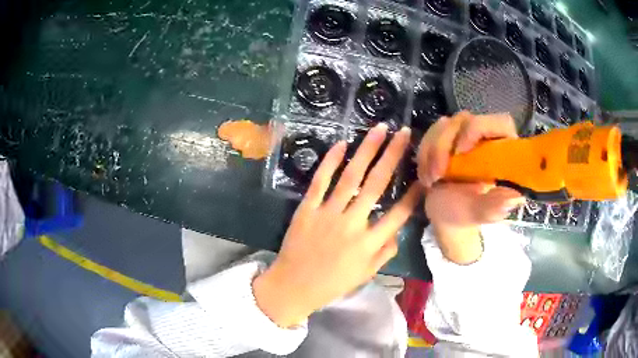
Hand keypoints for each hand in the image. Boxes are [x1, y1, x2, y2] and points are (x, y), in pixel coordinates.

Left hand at [253, 124, 421, 327]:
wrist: (294, 286)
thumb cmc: (332, 283)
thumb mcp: (366, 275)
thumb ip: (385, 253)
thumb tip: (397, 233)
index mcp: (369, 244)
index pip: (399, 214)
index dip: (414, 193)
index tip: (424, 174)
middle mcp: (353, 224)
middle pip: (377, 184)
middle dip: (393, 156)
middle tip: (403, 133)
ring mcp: (328, 213)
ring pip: (351, 176)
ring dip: (367, 150)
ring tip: (379, 129)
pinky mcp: (307, 208)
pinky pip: (320, 181)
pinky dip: (330, 161)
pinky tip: (342, 144)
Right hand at [417, 112, 524, 263]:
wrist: (445, 214)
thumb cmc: (466, 214)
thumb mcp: (479, 212)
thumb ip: (494, 206)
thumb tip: (515, 197)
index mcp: (504, 153)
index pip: (500, 123)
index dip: (479, 128)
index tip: (460, 151)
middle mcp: (487, 137)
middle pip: (465, 120)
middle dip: (444, 145)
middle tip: (436, 175)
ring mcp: (466, 134)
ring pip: (445, 124)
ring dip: (431, 151)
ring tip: (430, 180)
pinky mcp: (449, 136)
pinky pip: (431, 132)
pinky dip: (424, 153)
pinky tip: (426, 175)